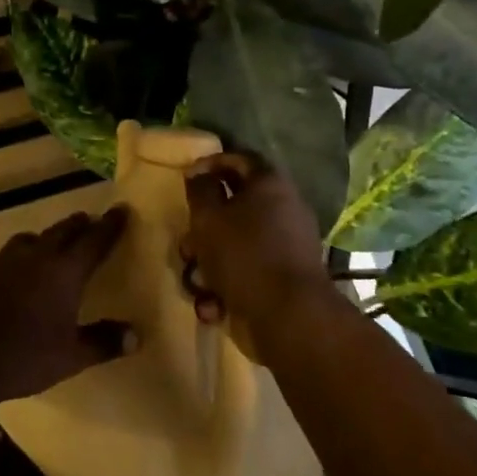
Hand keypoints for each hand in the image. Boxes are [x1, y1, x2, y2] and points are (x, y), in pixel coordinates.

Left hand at [0, 208, 135, 413]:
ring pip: (30, 239)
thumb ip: (103, 343)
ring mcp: (2, 262)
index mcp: (63, 272)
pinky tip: (15, 275)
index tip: (122, 209)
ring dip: (46, 238)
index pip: (94, 240)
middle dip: (79, 225)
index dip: (110, 225)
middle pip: (62, 231)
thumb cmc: (22, 358)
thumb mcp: (70, 357)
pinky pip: (5, 257)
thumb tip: (137, 335)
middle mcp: (35, 257)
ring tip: (52, 246)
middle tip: (90, 222)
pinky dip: (19, 259)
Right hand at [183, 152, 332, 338]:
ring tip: (197, 284)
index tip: (187, 179)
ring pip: (237, 244)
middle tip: (187, 244)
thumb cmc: (244, 254)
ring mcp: (287, 246)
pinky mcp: (284, 278)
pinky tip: (213, 306)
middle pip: (234, 207)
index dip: (210, 164)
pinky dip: (227, 287)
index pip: (239, 160)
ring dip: (210, 263)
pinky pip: (248, 271)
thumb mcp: (208, 217)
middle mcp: (284, 209)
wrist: (289, 316)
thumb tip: (199, 174)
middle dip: (204, 229)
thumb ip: (200, 190)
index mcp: (269, 185)